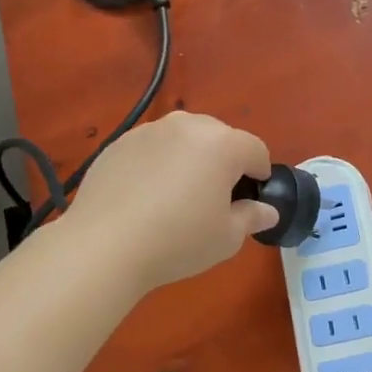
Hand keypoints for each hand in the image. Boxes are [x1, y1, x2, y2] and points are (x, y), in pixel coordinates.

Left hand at [63, 111, 276, 291]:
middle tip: (214, 199)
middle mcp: (187, 126)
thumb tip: (266, 210)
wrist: (105, 245)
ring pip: (183, 139)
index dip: (260, 175)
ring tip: (177, 196)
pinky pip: (151, 148)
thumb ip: (252, 217)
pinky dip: (158, 164)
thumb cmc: (178, 241)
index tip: (251, 200)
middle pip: (219, 137)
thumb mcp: (227, 238)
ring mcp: (149, 131)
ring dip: (190, 159)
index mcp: (222, 144)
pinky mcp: (118, 143)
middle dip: (225, 162)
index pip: (255, 150)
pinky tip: (146, 197)